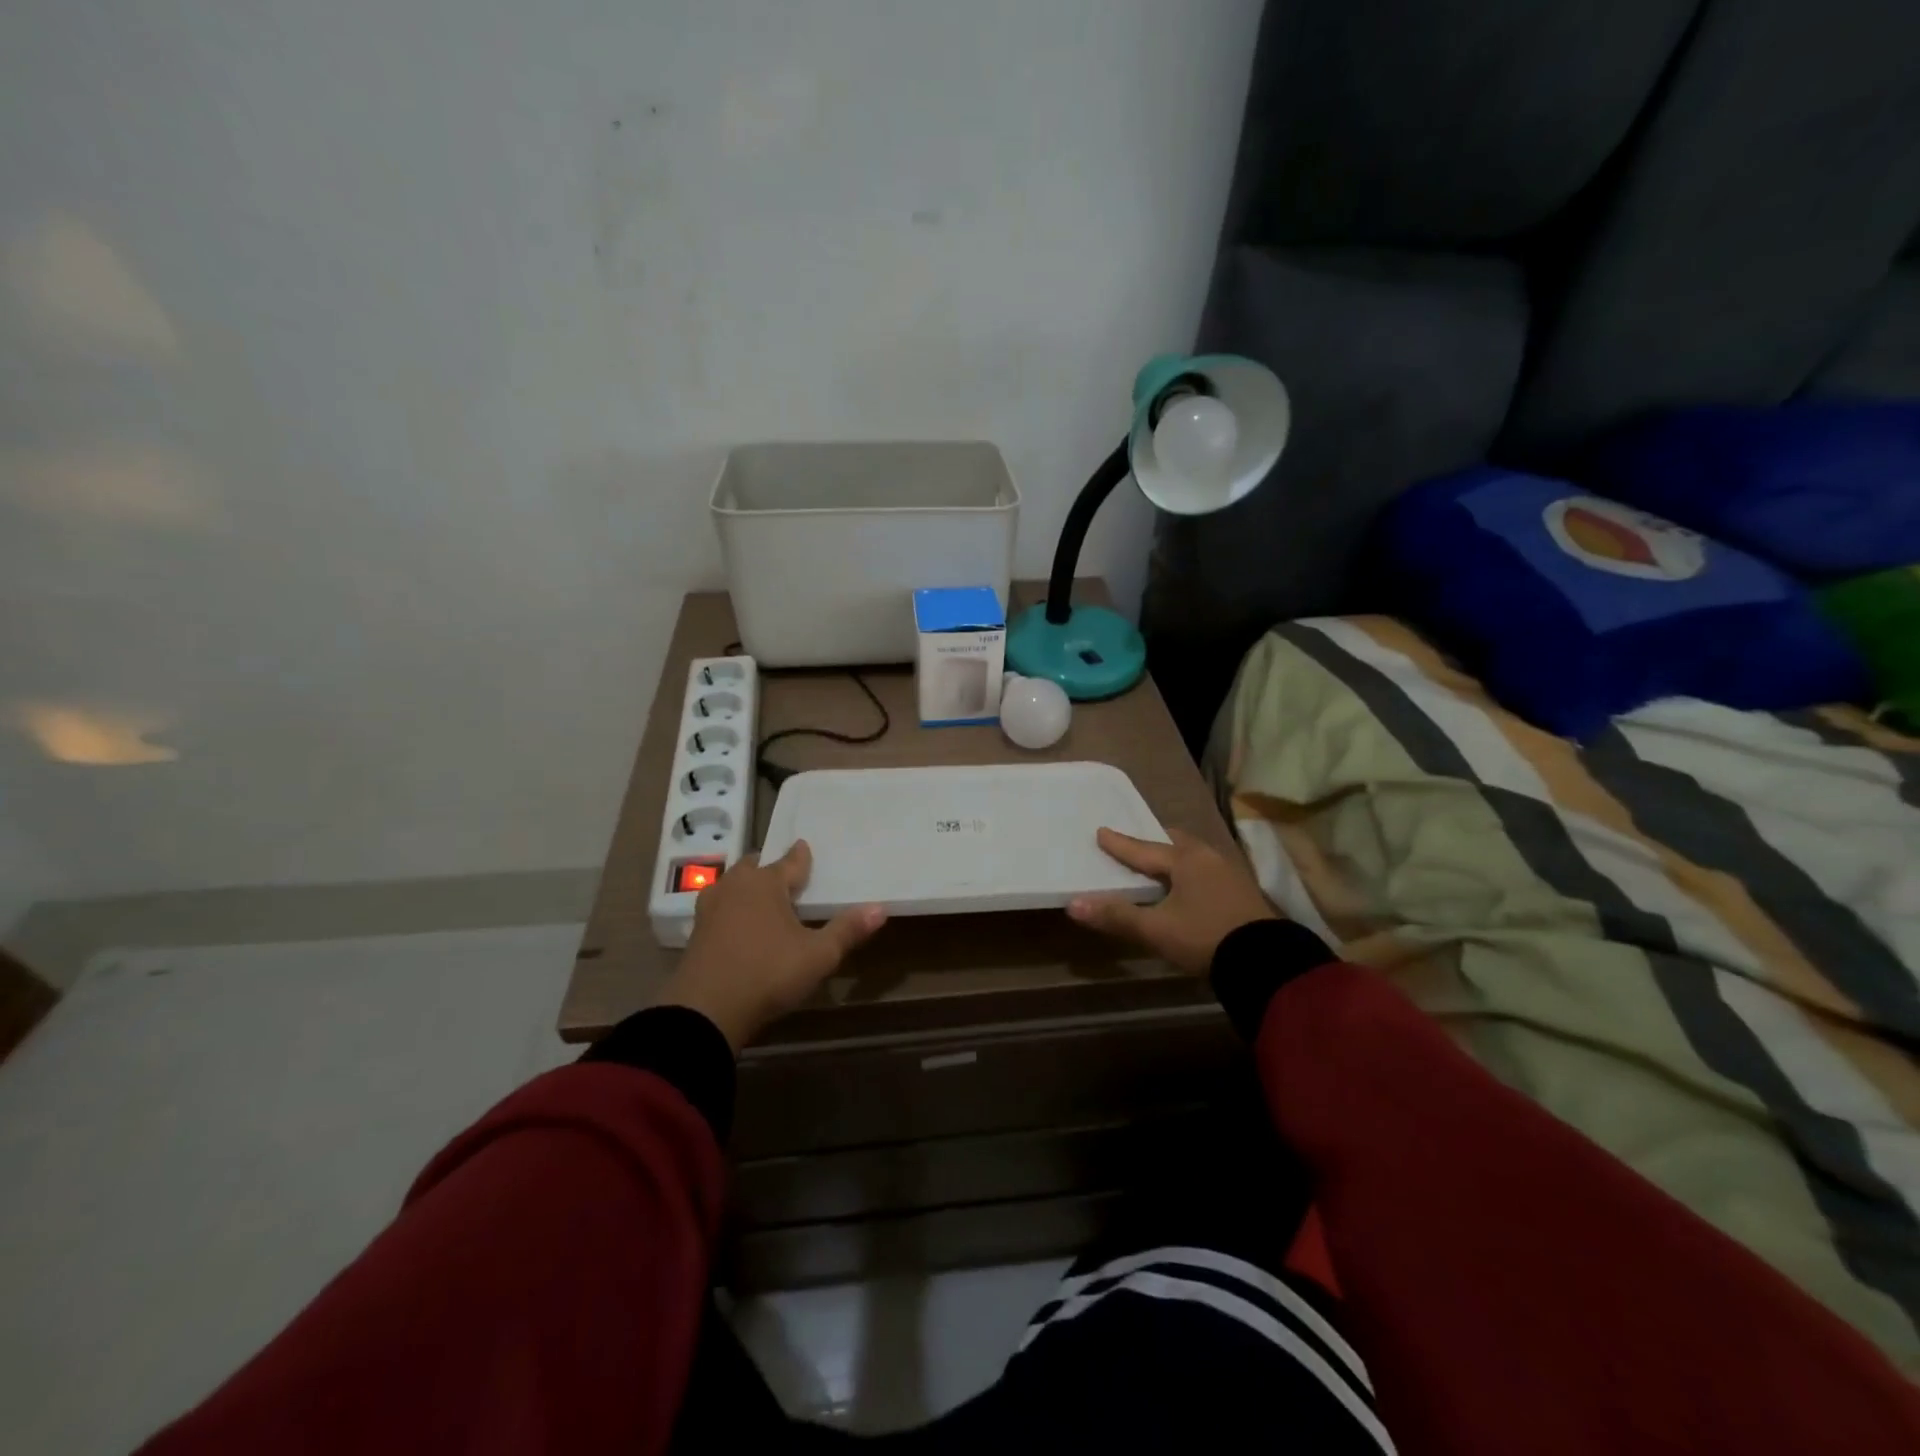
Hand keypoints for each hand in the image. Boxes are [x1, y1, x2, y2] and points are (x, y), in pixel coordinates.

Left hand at [660, 841, 885, 1051]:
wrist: (704, 1012)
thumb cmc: (767, 973)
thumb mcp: (817, 955)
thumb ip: (847, 930)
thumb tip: (881, 908)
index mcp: (765, 883)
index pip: (789, 861)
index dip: (801, 856)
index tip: (806, 848)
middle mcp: (735, 886)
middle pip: (755, 868)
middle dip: (770, 869)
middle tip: (786, 877)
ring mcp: (710, 909)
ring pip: (733, 887)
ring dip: (748, 889)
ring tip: (764, 899)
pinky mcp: (696, 933)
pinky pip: (720, 910)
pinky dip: (733, 911)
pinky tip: (740, 926)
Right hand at [1067, 827, 1278, 974]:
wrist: (1266, 963)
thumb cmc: (1205, 938)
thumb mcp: (1157, 930)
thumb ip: (1116, 916)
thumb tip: (1073, 904)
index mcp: (1185, 860)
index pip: (1143, 849)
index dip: (1120, 844)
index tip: (1101, 831)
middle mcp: (1208, 858)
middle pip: (1174, 843)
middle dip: (1153, 843)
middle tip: (1136, 845)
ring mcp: (1229, 873)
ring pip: (1193, 855)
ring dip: (1174, 856)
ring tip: (1159, 864)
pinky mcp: (1241, 892)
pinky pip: (1206, 870)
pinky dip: (1189, 871)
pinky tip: (1187, 886)